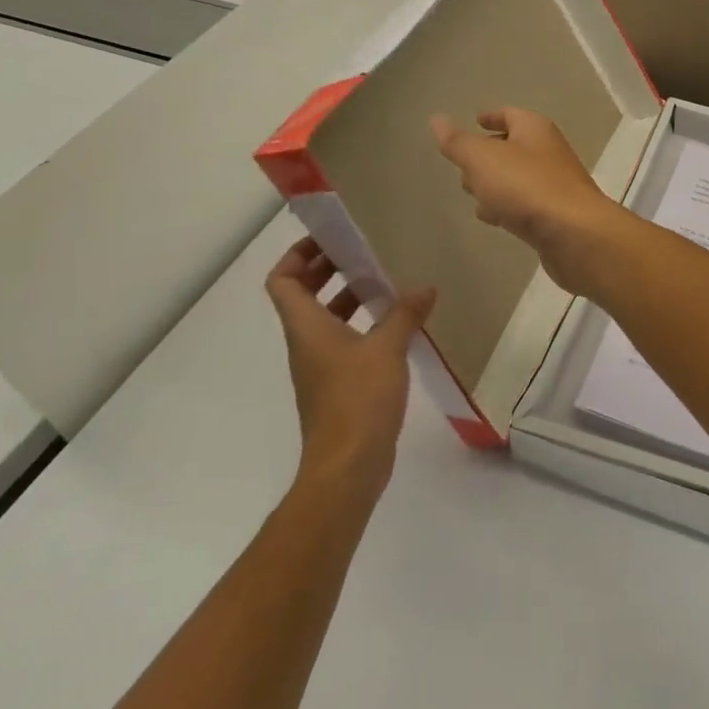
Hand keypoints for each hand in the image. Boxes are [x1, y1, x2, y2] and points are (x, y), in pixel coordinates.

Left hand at [266, 237, 435, 497]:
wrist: (347, 469)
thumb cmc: (357, 400)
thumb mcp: (387, 349)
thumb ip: (405, 314)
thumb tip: (425, 287)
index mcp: (306, 327)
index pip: (283, 280)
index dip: (298, 254)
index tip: (330, 239)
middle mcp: (307, 342)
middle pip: (303, 295)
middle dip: (328, 270)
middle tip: (362, 252)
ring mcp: (321, 366)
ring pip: (326, 318)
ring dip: (349, 297)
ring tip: (385, 282)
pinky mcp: (338, 386)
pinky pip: (344, 341)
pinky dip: (363, 324)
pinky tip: (396, 324)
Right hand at [429, 107, 623, 292]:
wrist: (574, 235)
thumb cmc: (526, 187)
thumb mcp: (482, 160)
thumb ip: (458, 142)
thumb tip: (437, 119)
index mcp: (534, 129)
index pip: (510, 114)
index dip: (491, 116)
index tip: (475, 121)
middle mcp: (547, 152)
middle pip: (513, 146)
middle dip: (487, 154)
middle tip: (463, 166)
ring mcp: (553, 184)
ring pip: (517, 178)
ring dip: (495, 184)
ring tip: (470, 194)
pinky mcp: (554, 215)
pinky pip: (524, 204)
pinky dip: (506, 206)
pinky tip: (492, 218)